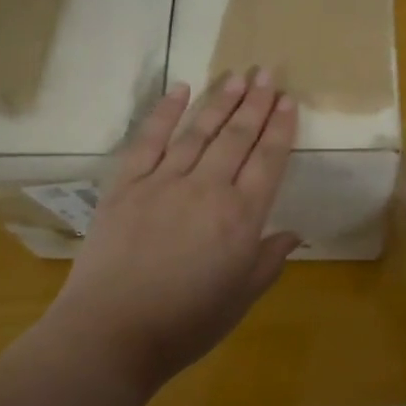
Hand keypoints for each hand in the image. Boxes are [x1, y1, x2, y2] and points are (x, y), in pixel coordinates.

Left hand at [51, 71, 300, 389]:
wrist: (112, 332)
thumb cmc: (185, 325)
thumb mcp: (240, 299)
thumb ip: (268, 261)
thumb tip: (293, 234)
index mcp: (241, 218)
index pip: (268, 161)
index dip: (280, 128)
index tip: (288, 101)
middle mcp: (207, 189)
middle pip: (237, 137)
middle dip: (255, 103)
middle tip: (267, 72)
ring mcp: (163, 182)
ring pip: (198, 132)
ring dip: (220, 101)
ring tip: (236, 76)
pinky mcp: (126, 185)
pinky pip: (149, 140)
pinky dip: (165, 112)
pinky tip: (180, 89)